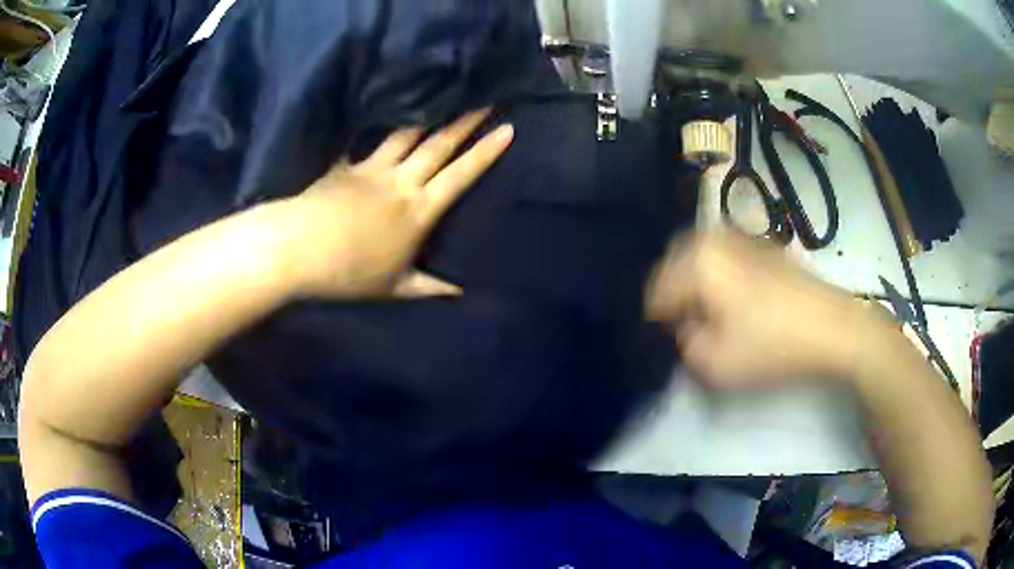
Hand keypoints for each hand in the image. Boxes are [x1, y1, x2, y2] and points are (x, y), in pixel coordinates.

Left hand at [280, 108, 512, 298]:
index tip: (507, 128)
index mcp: (418, 211)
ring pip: (406, 135)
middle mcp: (400, 182)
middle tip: (484, 98)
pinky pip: (363, 142)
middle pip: (438, 145)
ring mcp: (371, 169)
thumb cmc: (349, 273)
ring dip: (427, 116)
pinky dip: (371, 127)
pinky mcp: (345, 166)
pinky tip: (375, 110)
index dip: (486, 151)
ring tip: (441, 97)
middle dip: (465, 121)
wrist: (299, 251)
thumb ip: (429, 287)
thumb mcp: (394, 288)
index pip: (460, 175)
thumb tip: (460, 293)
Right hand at [645, 231, 888, 388]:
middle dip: (676, 296)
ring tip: (713, 315)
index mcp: (698, 260)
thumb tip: (686, 327)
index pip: (656, 292)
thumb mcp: (714, 364)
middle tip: (689, 327)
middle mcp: (716, 237)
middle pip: (675, 266)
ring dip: (697, 285)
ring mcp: (742, 237)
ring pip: (701, 258)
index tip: (674, 343)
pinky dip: (719, 276)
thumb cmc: (773, 345)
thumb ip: (683, 346)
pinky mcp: (763, 246)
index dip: (659, 323)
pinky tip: (737, 301)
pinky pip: (725, 256)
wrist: (834, 328)